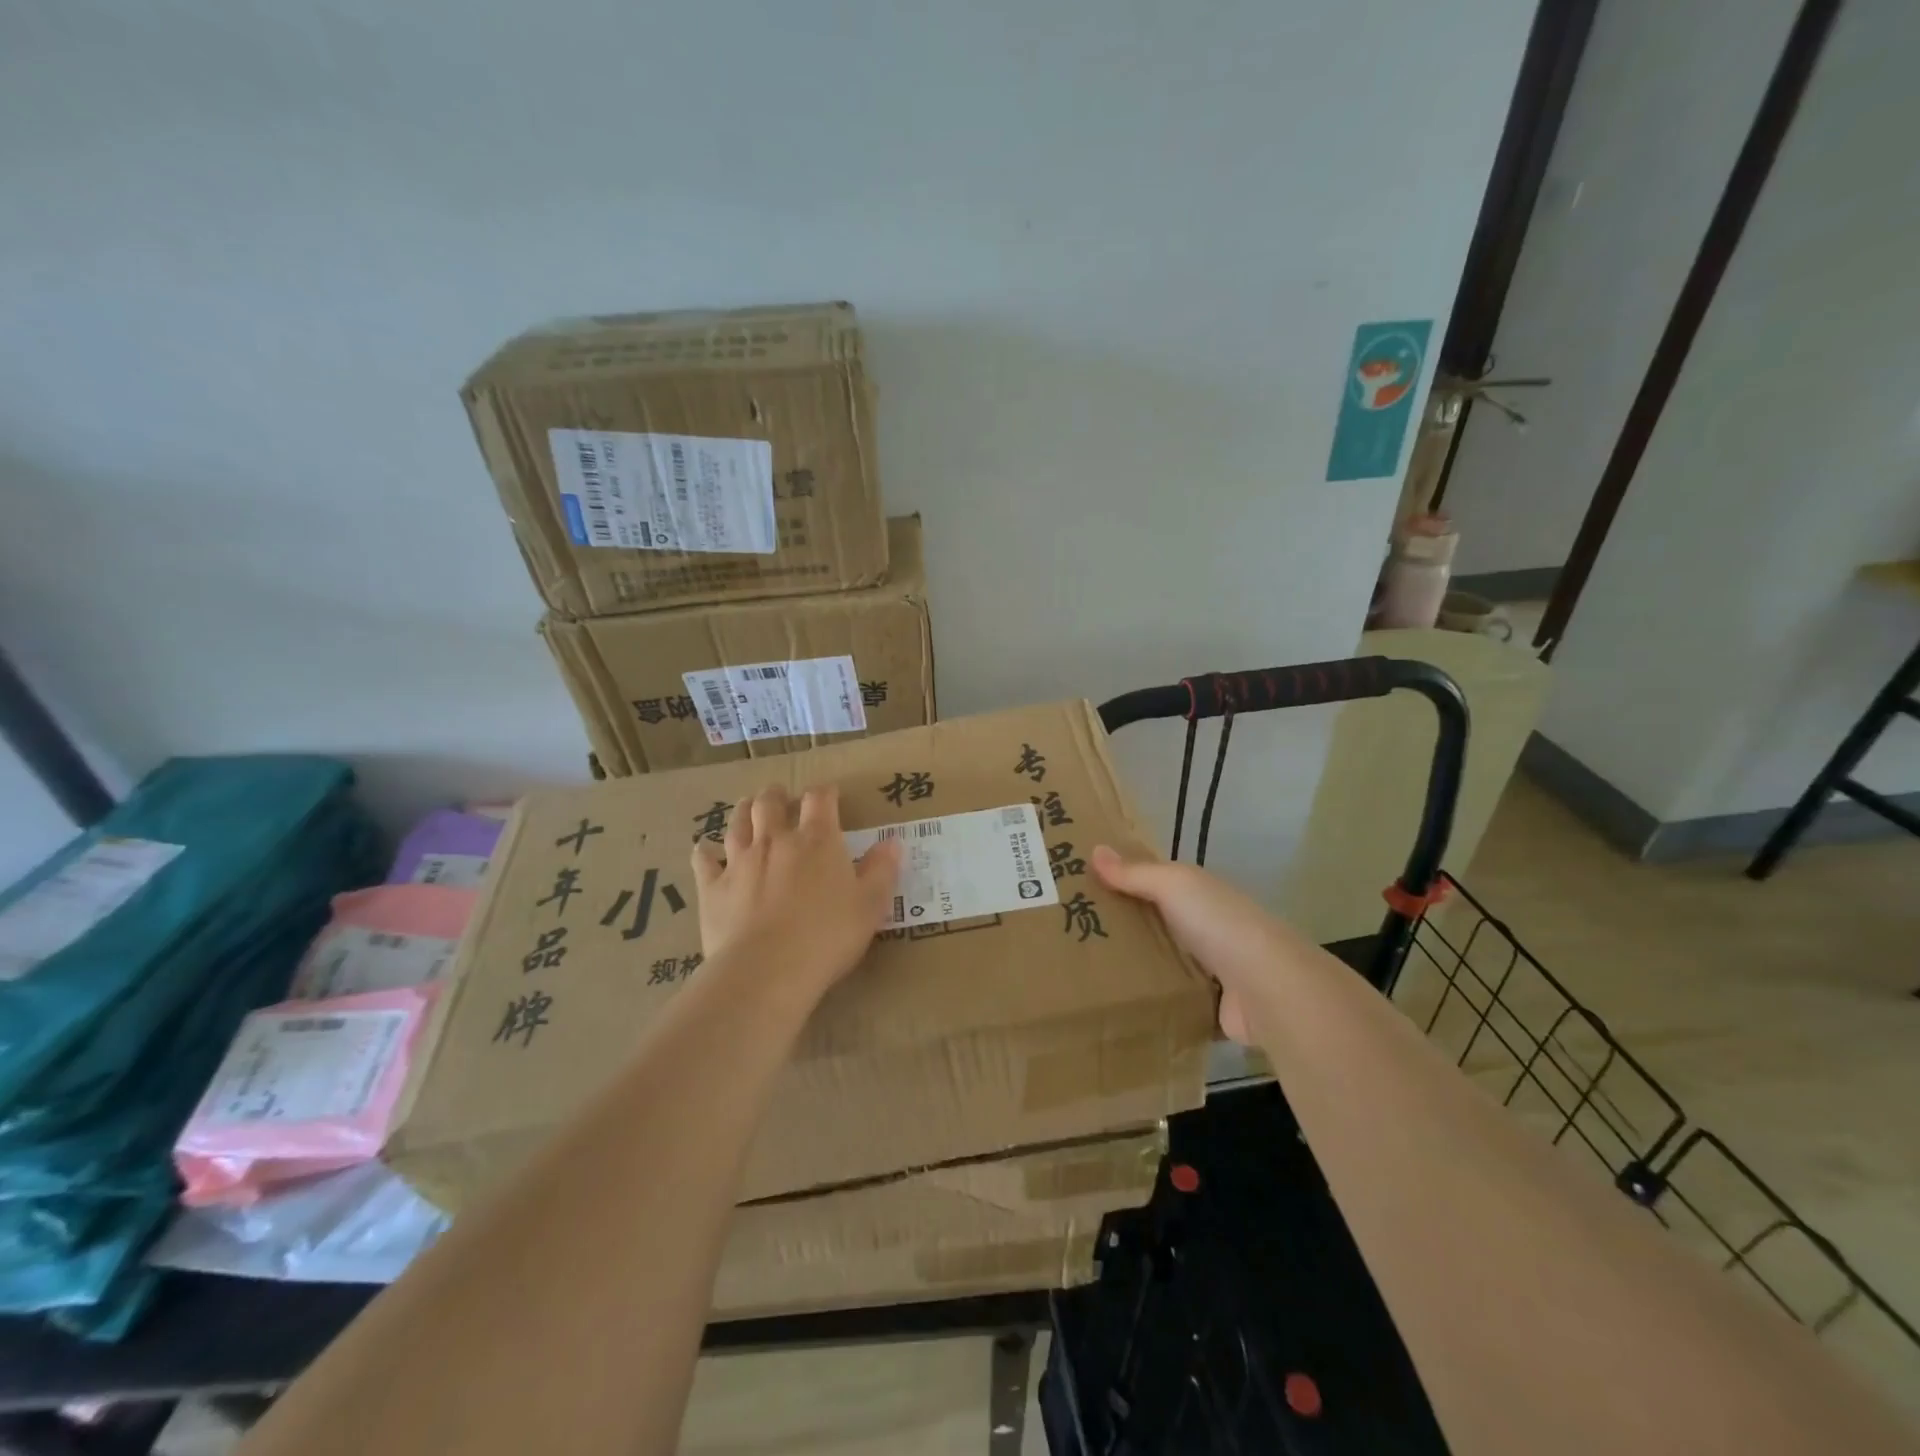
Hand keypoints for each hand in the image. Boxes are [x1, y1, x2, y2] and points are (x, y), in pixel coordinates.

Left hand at [690, 784, 901, 1003]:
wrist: (767, 970)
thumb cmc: (828, 936)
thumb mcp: (870, 905)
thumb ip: (882, 870)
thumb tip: (893, 842)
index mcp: (817, 840)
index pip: (820, 799)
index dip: (825, 792)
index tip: (830, 794)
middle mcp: (775, 840)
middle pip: (770, 802)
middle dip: (777, 795)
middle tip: (781, 797)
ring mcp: (739, 862)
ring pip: (736, 823)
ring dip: (743, 811)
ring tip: (747, 807)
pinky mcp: (712, 888)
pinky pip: (703, 861)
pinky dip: (705, 852)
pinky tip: (705, 851)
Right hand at [1091, 845, 1294, 1043]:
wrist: (1268, 988)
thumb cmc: (1218, 923)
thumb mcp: (1173, 885)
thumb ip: (1135, 873)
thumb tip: (1095, 849)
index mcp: (1199, 893)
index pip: (1156, 881)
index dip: (1124, 879)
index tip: (1083, 886)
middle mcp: (1207, 925)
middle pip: (1158, 921)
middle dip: (1124, 924)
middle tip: (1073, 931)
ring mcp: (1212, 968)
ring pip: (1165, 960)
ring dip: (1138, 964)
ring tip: (1086, 970)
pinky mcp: (1211, 1006)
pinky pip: (1174, 998)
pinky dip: (1154, 1000)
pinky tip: (1120, 1003)